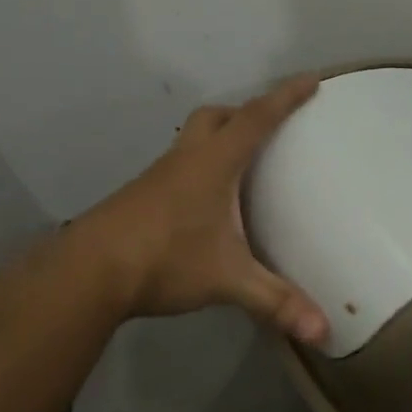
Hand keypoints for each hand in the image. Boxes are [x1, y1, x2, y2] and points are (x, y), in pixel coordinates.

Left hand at [78, 75, 328, 343]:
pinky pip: (177, 166)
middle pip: (215, 117)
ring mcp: (158, 177)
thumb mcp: (227, 279)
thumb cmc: (164, 259)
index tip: (311, 79)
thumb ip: (275, 301)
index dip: (286, 97)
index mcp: (213, 163)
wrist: (87, 273)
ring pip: (191, 139)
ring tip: (239, 166)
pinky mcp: (140, 197)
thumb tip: (324, 332)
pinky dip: (198, 168)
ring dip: (216, 139)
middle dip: (243, 113)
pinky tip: (203, 203)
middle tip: (266, 128)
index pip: (256, 118)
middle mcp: (186, 159)